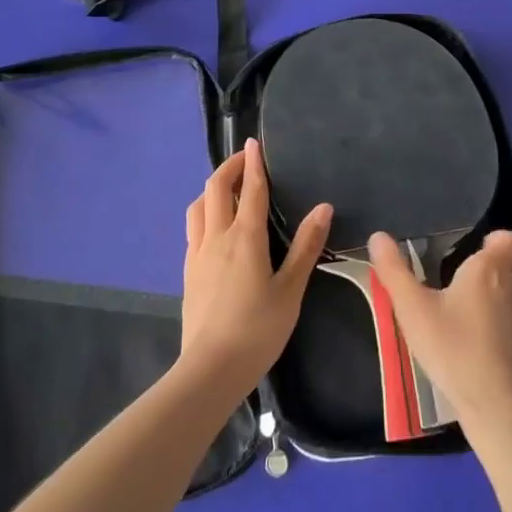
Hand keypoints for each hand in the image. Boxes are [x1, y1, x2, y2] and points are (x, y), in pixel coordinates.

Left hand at [180, 140, 330, 394]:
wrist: (211, 369)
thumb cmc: (258, 329)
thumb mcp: (291, 289)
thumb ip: (306, 246)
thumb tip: (323, 207)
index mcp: (245, 238)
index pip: (250, 189)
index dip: (254, 163)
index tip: (255, 142)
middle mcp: (217, 237)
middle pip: (215, 188)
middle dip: (229, 167)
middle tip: (245, 159)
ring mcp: (198, 254)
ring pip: (198, 206)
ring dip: (211, 189)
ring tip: (227, 188)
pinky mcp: (188, 271)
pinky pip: (193, 228)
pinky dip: (204, 212)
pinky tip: (214, 226)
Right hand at [369, 229, 511, 441]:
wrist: (495, 403)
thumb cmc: (452, 348)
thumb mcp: (413, 309)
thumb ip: (394, 271)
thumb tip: (378, 236)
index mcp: (490, 269)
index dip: (498, 239)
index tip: (476, 250)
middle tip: (482, 268)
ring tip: (491, 292)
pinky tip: (497, 323)